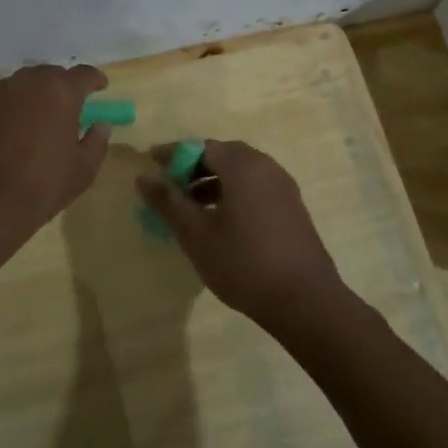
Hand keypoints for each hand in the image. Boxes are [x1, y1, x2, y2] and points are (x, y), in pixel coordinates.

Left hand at [0, 64, 112, 256]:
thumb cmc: (42, 186)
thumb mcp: (83, 170)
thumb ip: (96, 142)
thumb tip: (100, 125)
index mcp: (59, 92)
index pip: (83, 74)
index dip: (94, 79)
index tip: (99, 87)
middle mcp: (25, 83)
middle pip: (47, 75)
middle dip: (58, 88)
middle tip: (63, 109)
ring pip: (15, 88)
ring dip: (26, 99)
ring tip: (28, 124)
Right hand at [135, 140, 350, 334]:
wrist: (304, 300)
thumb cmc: (243, 263)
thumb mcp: (196, 233)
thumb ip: (168, 201)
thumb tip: (143, 177)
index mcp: (243, 166)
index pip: (200, 146)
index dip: (173, 154)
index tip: (150, 163)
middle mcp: (266, 167)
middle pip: (223, 155)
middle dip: (193, 166)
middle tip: (170, 185)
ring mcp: (283, 187)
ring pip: (241, 172)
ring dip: (213, 181)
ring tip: (190, 205)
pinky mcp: (292, 207)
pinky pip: (256, 187)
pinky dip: (233, 192)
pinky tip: (220, 219)